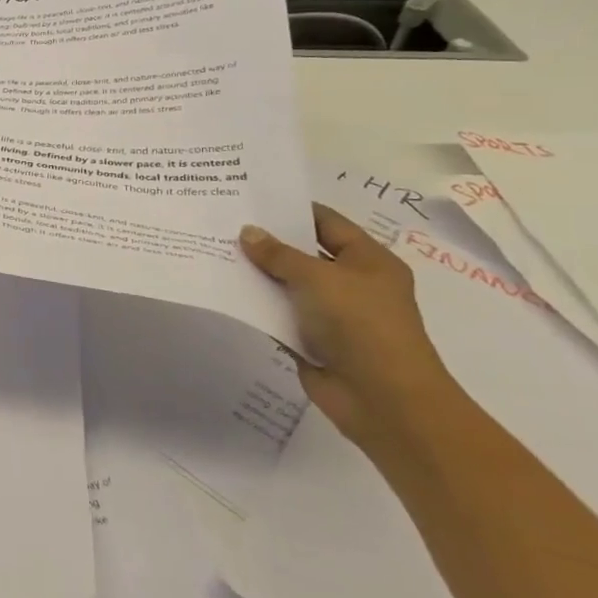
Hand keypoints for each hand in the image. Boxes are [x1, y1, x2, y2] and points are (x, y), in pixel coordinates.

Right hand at [239, 204, 461, 452]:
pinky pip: (279, 314)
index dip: (290, 209)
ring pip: (288, 284)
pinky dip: (257, 304)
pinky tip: (225, 291)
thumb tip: (248, 232)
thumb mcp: (318, 278)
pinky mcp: (312, 340)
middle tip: (223, 222)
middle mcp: (352, 283)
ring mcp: (332, 314)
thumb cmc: (361, 325)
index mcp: (368, 261)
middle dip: (267, 241)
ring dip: (258, 273)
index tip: (249, 197)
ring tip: (215, 251)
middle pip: (303, 253)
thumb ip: (279, 254)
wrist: (383, 399)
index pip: (325, 222)